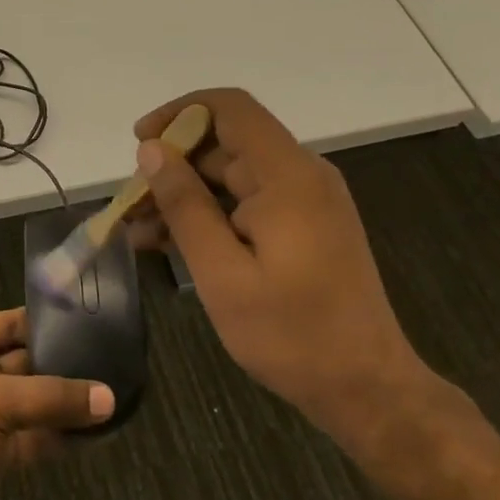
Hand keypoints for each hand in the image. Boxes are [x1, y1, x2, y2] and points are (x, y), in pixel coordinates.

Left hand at [0, 308, 113, 499]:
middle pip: (28, 363)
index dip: (52, 323)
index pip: (14, 323)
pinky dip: (62, 437)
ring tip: (121, 395)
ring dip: (69, 404)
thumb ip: (52, 397)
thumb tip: (109, 397)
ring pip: (35, 404)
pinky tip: (99, 432)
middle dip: (68, 365)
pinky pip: (35, 439)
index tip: (100, 322)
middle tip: (121, 361)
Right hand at [127, 89, 432, 450]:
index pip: (229, 108)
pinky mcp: (303, 224)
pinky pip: (245, 201)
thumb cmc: (292, 336)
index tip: (140, 142)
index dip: (179, 113)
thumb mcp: (222, 274)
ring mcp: (304, 200)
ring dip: (183, 195)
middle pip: (224, 142)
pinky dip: (208, 214)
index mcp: (287, 176)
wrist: (368, 391)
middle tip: (130, 204)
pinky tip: (168, 243)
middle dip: (172, 164)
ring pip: (229, 174)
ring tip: (138, 230)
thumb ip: (185, 206)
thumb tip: (151, 150)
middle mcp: (300, 175)